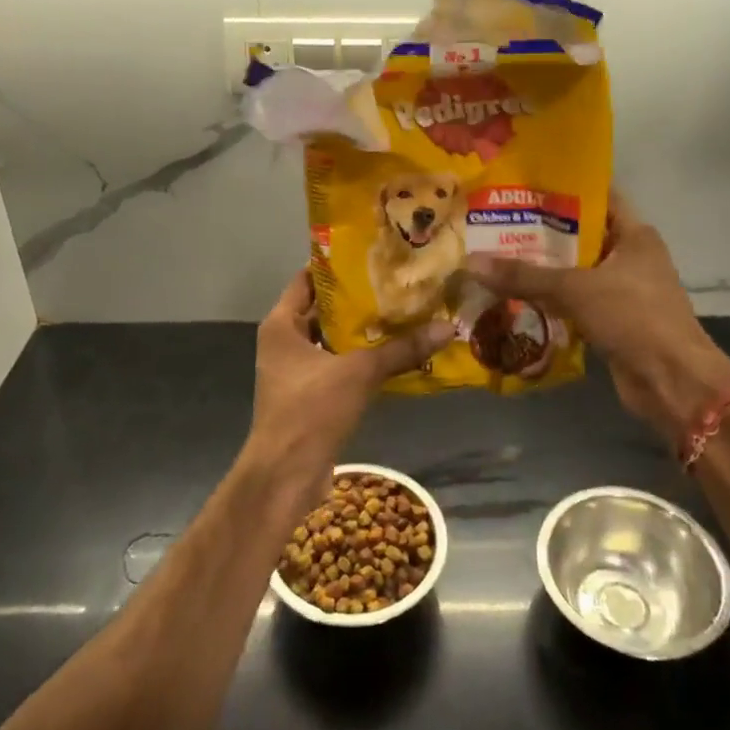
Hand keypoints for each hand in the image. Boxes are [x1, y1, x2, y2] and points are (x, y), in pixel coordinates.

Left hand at [245, 271, 452, 507]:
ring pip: (333, 340)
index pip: (307, 280)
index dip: (337, 265)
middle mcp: (284, 343)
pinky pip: (339, 366)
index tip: (372, 253)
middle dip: (358, 298)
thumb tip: (448, 328)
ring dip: (363, 331)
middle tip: (397, 281)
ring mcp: (296, 371)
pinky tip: (395, 353)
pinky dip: (362, 359)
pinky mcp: (311, 396)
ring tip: (404, 311)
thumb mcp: (359, 373)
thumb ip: (401, 349)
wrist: (286, 475)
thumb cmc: (311, 410)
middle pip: (323, 309)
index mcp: (281, 325)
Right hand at [467, 195, 729, 442]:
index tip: (523, 187)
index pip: (598, 198)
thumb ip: (525, 275)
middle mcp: (630, 258)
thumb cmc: (634, 317)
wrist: (671, 381)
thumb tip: (472, 262)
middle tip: (496, 224)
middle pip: (581, 237)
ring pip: (575, 273)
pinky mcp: (612, 322)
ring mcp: (622, 292)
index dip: (564, 190)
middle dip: (541, 234)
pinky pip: (574, 303)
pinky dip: (549, 301)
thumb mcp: (576, 288)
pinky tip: (514, 297)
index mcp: (635, 235)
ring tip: (496, 258)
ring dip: (542, 271)